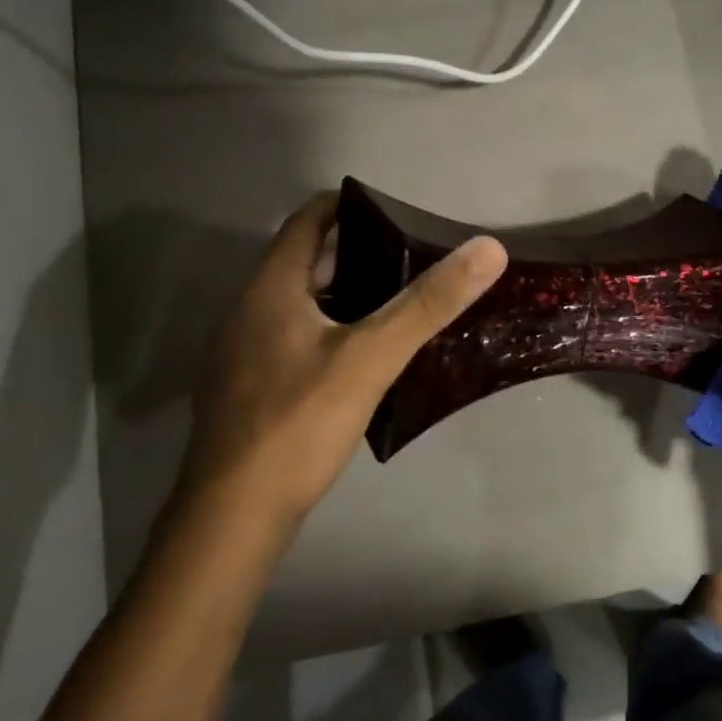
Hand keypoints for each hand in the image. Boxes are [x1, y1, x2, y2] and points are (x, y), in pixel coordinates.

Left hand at [178, 191, 508, 516]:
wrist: (234, 514)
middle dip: (355, 253)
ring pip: (298, 304)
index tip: (395, 211)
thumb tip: (487, 249)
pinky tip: (361, 356)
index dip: (348, 206)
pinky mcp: (247, 389)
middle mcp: (246, 310)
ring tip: (397, 302)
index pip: (307, 222)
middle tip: (411, 258)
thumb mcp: (371, 357)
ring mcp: (241, 353)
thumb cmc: (300, 422)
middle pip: (303, 262)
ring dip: (342, 295)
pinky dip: (328, 330)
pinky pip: (292, 339)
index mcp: (269, 289)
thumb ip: (428, 303)